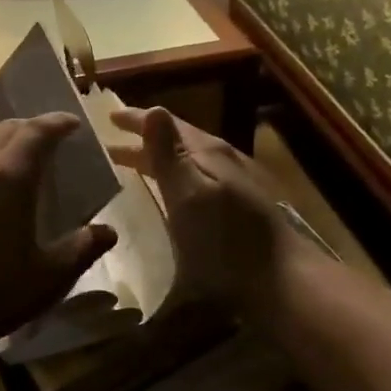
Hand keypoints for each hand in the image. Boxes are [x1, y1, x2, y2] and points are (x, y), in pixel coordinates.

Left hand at [0, 114, 116, 352]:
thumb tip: (108, 231)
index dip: (59, 122)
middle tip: (55, 143)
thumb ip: (80, 250)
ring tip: (27, 167)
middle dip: (34, 128)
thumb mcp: (46, 277)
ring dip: (8, 146)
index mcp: (10, 173)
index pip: (38, 130)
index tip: (75, 123)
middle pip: (9, 129)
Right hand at [109, 107, 300, 326]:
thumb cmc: (225, 239)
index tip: (108, 116)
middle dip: (144, 140)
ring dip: (158, 159)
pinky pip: (196, 179)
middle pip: (177, 141)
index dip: (136, 119)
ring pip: (188, 161)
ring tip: (132, 165)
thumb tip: (154, 109)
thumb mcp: (189, 194)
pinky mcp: (240, 208)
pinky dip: (174, 177)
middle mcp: (222, 160)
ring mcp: (234, 184)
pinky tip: (170, 193)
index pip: (166, 124)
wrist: (282, 281)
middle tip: (110, 145)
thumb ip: (169, 154)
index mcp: (207, 152)